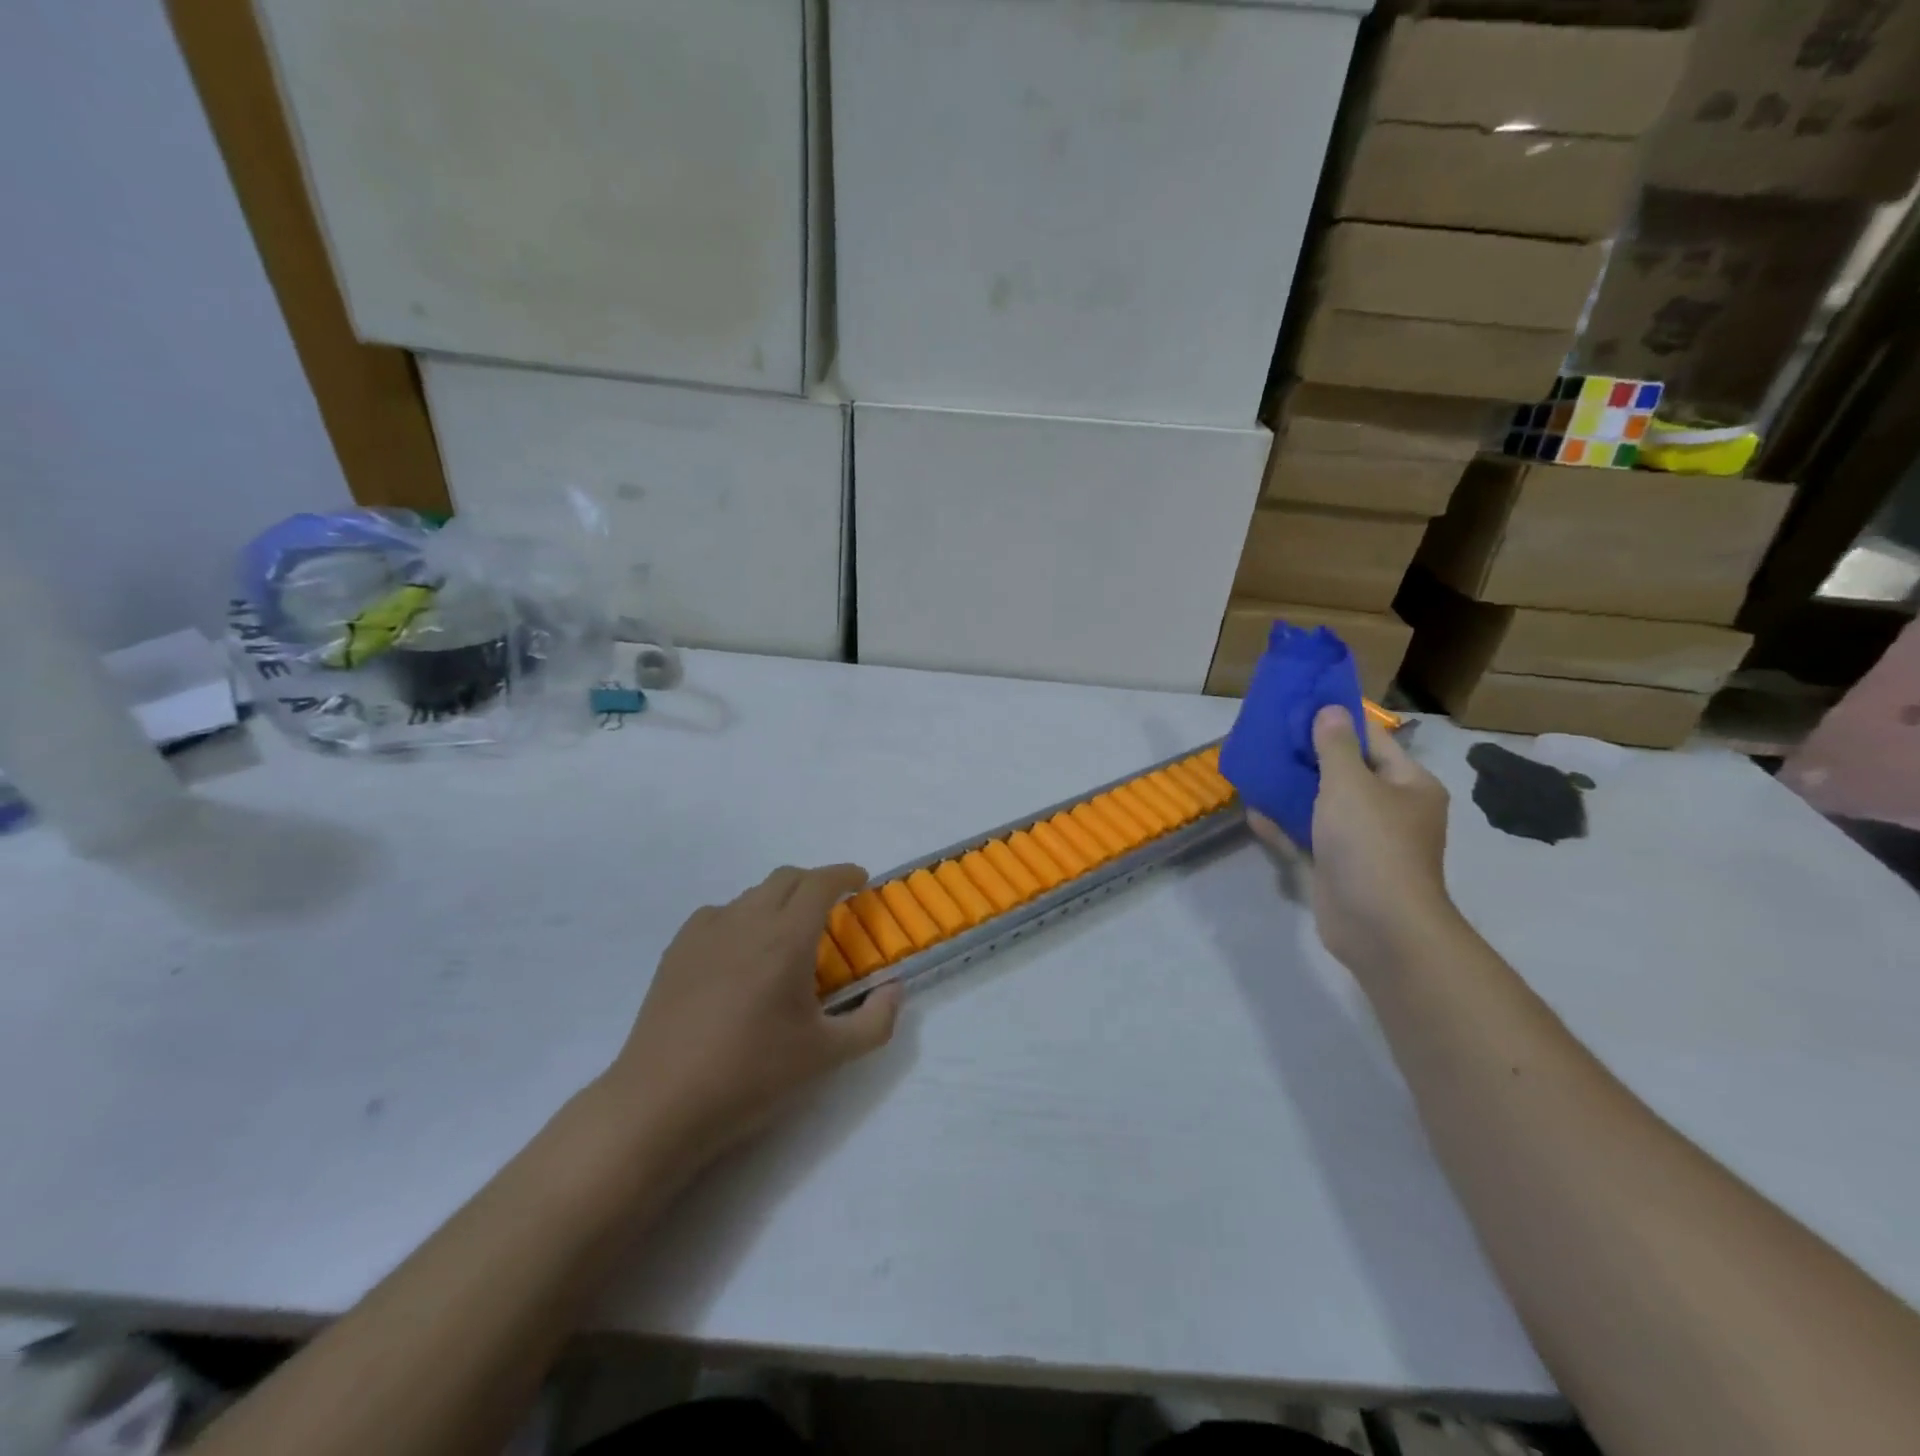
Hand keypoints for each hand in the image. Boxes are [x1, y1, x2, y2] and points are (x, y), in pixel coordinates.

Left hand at [601, 864, 901, 1165]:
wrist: (662, 1102)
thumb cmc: (752, 1075)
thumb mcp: (828, 1055)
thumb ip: (875, 1021)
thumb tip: (895, 989)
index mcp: (786, 937)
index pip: (820, 882)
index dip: (844, 874)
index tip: (860, 881)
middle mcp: (746, 920)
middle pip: (786, 878)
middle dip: (814, 882)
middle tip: (831, 909)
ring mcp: (706, 931)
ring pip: (752, 894)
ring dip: (778, 901)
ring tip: (786, 936)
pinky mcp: (677, 949)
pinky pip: (719, 914)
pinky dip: (742, 918)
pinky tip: (740, 954)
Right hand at [1249, 705, 1457, 976]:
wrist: (1378, 924)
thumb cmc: (1371, 843)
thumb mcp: (1350, 784)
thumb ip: (1334, 746)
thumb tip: (1329, 709)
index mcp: (1409, 784)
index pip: (1372, 740)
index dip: (1337, 722)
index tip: (1299, 708)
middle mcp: (1392, 809)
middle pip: (1346, 772)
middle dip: (1308, 757)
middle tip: (1270, 738)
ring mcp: (1365, 840)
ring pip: (1324, 805)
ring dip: (1293, 791)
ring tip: (1257, 770)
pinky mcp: (1340, 866)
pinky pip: (1310, 836)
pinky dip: (1286, 825)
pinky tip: (1254, 813)